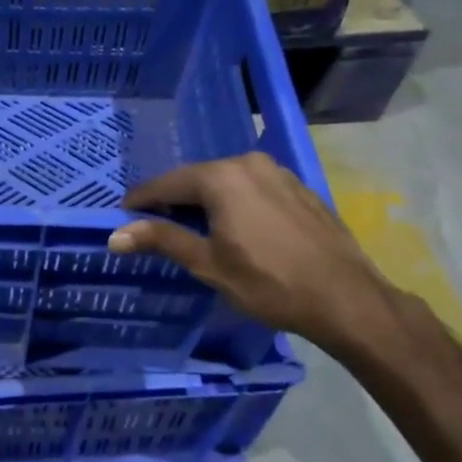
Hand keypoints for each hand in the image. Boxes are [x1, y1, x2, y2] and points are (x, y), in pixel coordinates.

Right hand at [111, 153, 394, 354]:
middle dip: (173, 200)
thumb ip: (162, 240)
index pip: (166, 183)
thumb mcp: (208, 264)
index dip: (141, 200)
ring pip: (226, 182)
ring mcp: (278, 173)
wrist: (346, 298)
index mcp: (221, 178)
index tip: (122, 216)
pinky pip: (252, 188)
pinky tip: (235, 228)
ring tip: (193, 229)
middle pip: (197, 178)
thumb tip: (115, 235)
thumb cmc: (269, 283)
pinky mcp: (299, 189)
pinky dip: (234, 203)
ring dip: (205, 201)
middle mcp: (248, 163)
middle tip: (154, 226)